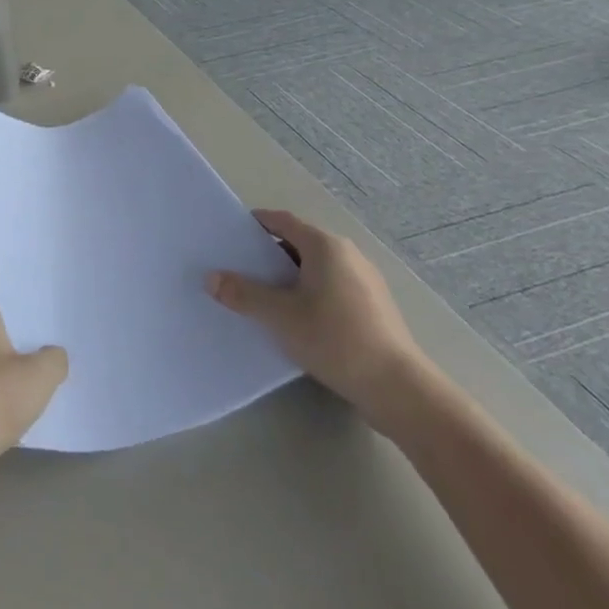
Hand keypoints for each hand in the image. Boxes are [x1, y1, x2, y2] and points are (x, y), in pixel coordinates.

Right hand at [209, 210, 424, 430]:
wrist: (397, 388)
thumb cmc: (334, 339)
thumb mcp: (280, 316)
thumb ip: (243, 294)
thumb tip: (210, 278)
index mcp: (325, 245)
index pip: (283, 221)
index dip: (256, 224)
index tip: (231, 235)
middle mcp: (348, 254)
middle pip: (299, 243)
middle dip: (269, 254)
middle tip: (240, 269)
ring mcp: (365, 280)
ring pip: (317, 268)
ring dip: (290, 277)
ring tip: (264, 297)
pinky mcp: (374, 306)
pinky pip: (332, 287)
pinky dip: (310, 293)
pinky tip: (298, 320)